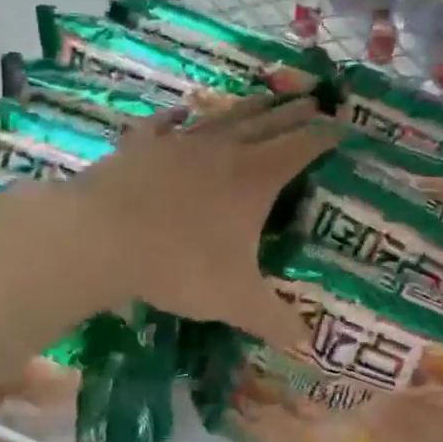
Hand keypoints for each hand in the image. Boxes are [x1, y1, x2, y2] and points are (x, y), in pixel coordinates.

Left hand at [68, 94, 341, 348]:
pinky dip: (179, 117)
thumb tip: (307, 344)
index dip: (325, 136)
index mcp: (255, 179)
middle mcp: (223, 151)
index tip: (343, 127)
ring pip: (223, 117)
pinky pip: (166, 125)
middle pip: (268, 123)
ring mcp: (179, 143)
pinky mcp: (141, 146)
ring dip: (249, 107)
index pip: (301, 148)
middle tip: (315, 101)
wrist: (99, 238)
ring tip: (266, 97)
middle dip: (295, 113)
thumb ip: (273, 320)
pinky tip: (183, 111)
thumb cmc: (179, 265)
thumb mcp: (235, 301)